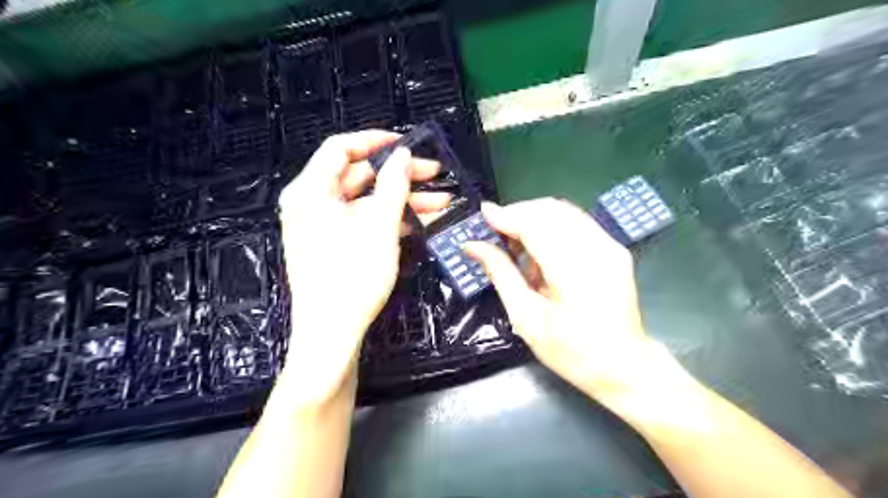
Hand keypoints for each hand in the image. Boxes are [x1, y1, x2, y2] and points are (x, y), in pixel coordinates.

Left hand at [277, 130, 451, 407]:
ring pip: (368, 200)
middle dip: (400, 175)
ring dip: (403, 200)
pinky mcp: (335, 242)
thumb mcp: (379, 229)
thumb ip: (393, 187)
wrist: (332, 334)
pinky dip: (391, 219)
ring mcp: (324, 224)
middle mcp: (312, 203)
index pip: (341, 148)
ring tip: (441, 201)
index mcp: (311, 192)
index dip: (375, 141)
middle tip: (436, 174)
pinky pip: (364, 220)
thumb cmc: (352, 279)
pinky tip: (422, 221)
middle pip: (359, 175)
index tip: (408, 143)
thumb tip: (402, 155)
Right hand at [466, 198, 665, 403]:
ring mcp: (610, 245)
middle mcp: (597, 249)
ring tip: (517, 247)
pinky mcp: (614, 248)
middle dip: (518, 214)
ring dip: (534, 219)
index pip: (536, 225)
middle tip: (496, 234)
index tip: (483, 214)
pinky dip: (551, 227)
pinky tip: (541, 251)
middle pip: (551, 210)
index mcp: (575, 272)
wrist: (625, 366)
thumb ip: (500, 274)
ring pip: (564, 211)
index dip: (507, 216)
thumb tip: (473, 245)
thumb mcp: (527, 319)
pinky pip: (576, 222)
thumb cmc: (571, 352)